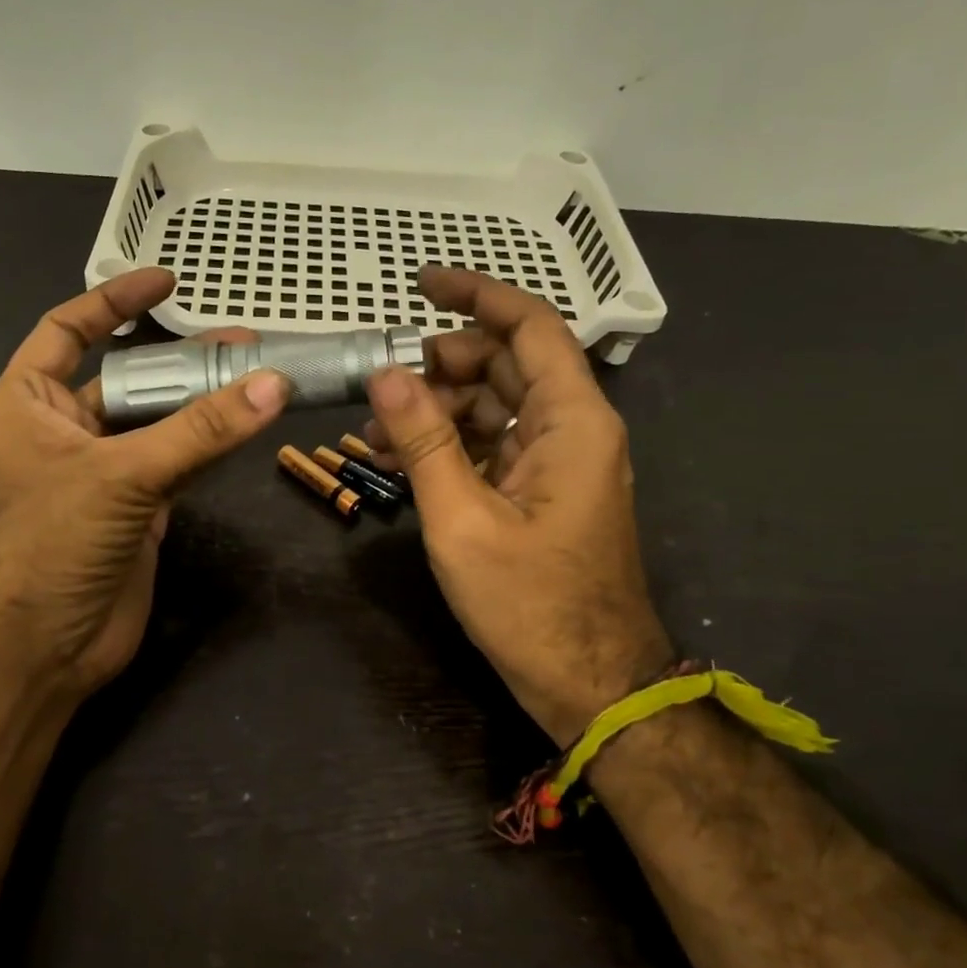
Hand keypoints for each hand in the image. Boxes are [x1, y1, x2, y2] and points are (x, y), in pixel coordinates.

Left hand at [0, 269, 289, 703]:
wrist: (43, 648)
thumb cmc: (54, 543)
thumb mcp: (122, 475)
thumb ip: (200, 430)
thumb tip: (273, 384)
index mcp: (28, 404)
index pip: (66, 330)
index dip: (113, 302)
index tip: (166, 281)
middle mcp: (63, 430)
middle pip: (127, 377)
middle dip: (179, 357)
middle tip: (242, 341)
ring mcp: (103, 472)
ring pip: (158, 422)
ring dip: (202, 401)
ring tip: (258, 375)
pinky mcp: (136, 509)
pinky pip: (178, 463)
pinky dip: (210, 445)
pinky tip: (246, 425)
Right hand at [364, 267, 672, 746]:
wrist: (589, 682)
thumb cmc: (530, 604)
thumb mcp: (462, 520)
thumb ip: (424, 442)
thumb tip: (385, 373)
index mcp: (573, 421)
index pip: (530, 326)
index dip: (476, 296)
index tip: (421, 284)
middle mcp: (574, 429)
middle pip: (507, 365)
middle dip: (443, 364)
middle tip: (383, 383)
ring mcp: (559, 462)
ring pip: (496, 407)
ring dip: (438, 410)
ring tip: (378, 432)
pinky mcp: (543, 492)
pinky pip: (495, 447)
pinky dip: (451, 446)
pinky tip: (401, 462)